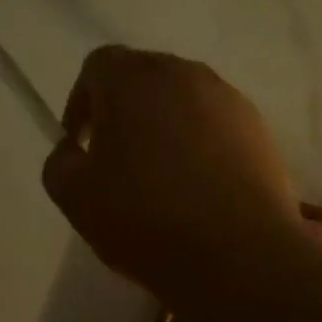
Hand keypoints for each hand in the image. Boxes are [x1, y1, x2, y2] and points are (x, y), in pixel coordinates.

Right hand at [41, 46, 298, 296]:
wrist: (238, 255)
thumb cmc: (145, 219)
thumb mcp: (75, 198)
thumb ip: (60, 162)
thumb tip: (73, 150)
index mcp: (133, 78)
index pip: (97, 67)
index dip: (81, 103)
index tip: (81, 144)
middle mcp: (184, 74)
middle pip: (144, 79)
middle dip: (124, 112)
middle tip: (116, 161)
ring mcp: (229, 100)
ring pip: (183, 102)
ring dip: (165, 128)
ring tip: (160, 178)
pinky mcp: (260, 131)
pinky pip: (216, 126)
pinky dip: (200, 146)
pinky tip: (198, 189)